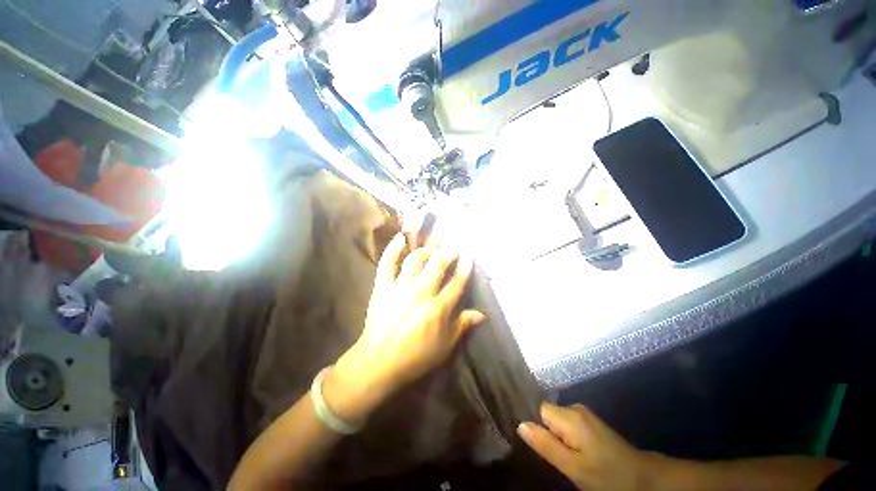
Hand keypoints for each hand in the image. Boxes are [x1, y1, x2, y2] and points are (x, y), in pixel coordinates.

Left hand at [325, 233, 484, 423]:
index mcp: (438, 308)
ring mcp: (400, 287)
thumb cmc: (415, 356)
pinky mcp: (383, 287)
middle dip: (448, 252)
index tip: (469, 255)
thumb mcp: (444, 346)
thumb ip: (462, 326)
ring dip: (425, 251)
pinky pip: (387, 263)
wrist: (378, 362)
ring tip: (430, 250)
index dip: (465, 267)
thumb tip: (481, 313)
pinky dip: (393, 249)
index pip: (456, 282)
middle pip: (438, 265)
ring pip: (415, 260)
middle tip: (453, 246)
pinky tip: (400, 238)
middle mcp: (421, 293)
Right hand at [518, 403, 656, 490]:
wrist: (644, 478)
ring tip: (563, 456)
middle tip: (552, 456)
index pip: (538, 409)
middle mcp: (574, 407)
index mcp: (569, 416)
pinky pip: (566, 423)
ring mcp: (583, 413)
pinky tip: (572, 451)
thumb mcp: (573, 468)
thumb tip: (520, 425)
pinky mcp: (589, 421)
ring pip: (556, 419)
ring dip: (555, 435)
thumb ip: (546, 445)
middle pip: (547, 414)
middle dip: (545, 432)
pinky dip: (564, 435)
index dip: (533, 424)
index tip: (535, 443)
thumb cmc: (607, 476)